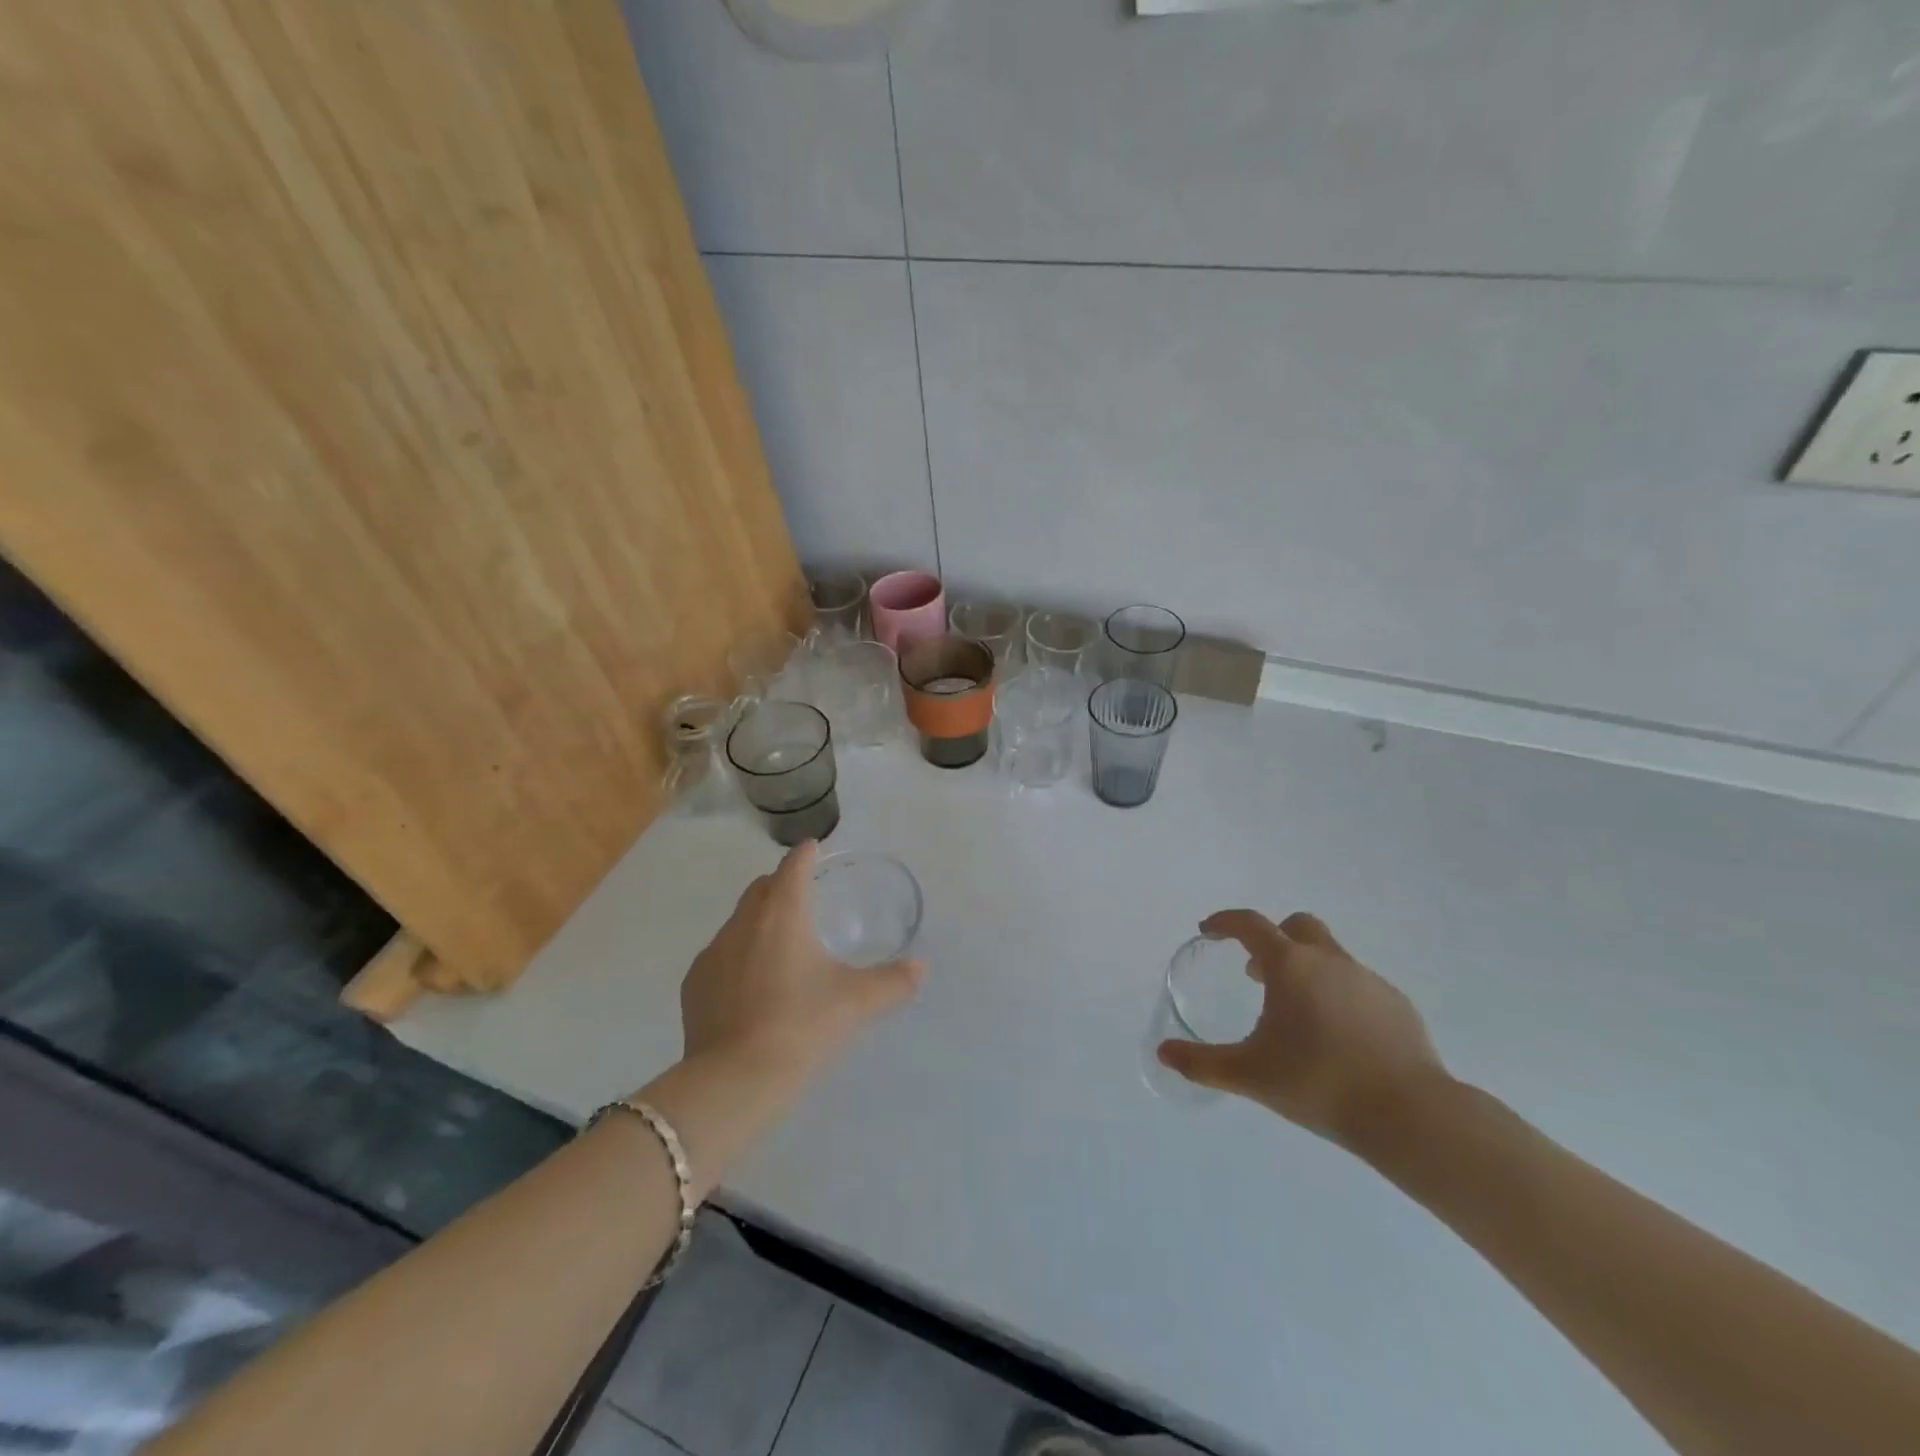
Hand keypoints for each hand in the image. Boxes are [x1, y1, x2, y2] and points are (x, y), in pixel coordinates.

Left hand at [681, 842, 925, 1079]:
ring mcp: (712, 955)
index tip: (813, 848)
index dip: (805, 855)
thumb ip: (893, 981)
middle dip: (780, 884)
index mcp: (782, 914)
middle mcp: (743, 924)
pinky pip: (719, 957)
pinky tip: (750, 986)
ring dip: (758, 922)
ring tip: (779, 946)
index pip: (792, 868)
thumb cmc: (802, 1026)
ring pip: (738, 923)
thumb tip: (921, 967)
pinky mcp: (694, 987)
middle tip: (801, 895)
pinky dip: (737, 957)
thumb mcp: (858, 1002)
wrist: (736, 1081)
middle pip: (760, 889)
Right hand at [1157, 910, 1448, 1150]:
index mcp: (1290, 966)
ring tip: (1296, 1014)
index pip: (1250, 925)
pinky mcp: (1397, 1005)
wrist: (1408, 1114)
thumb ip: (1202, 1062)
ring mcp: (1368, 980)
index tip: (1209, 931)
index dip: (1225, 922)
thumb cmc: (1318, 1083)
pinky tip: (1337, 1037)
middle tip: (1256, 973)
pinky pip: (1358, 986)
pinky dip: (1338, 996)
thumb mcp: (1249, 1075)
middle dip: (1272, 939)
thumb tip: (1163, 1052)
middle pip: (1297, 926)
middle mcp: (1329, 961)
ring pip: (1330, 956)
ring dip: (1306, 969)